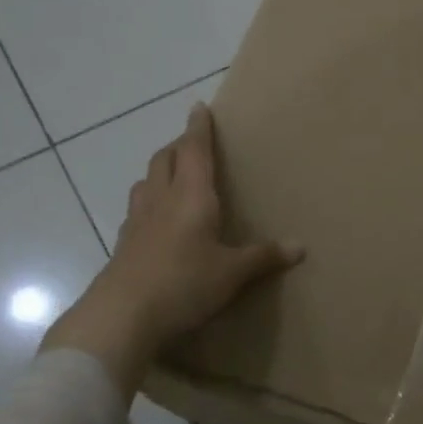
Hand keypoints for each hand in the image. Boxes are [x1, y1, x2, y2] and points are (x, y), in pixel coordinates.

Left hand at [42, 103, 302, 394]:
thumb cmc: (184, 283)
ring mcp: (137, 221)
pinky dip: (148, 203)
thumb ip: (263, 257)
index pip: (195, 150)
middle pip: (165, 159)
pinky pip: (136, 211)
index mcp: (191, 196)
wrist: (121, 316)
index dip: (199, 128)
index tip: (199, 107)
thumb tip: (301, 247)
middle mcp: (161, 199)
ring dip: (160, 172)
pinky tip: (155, 221)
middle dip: (179, 146)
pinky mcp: (123, 245)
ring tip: (173, 177)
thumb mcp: (231, 273)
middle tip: (193, 145)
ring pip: (146, 182)